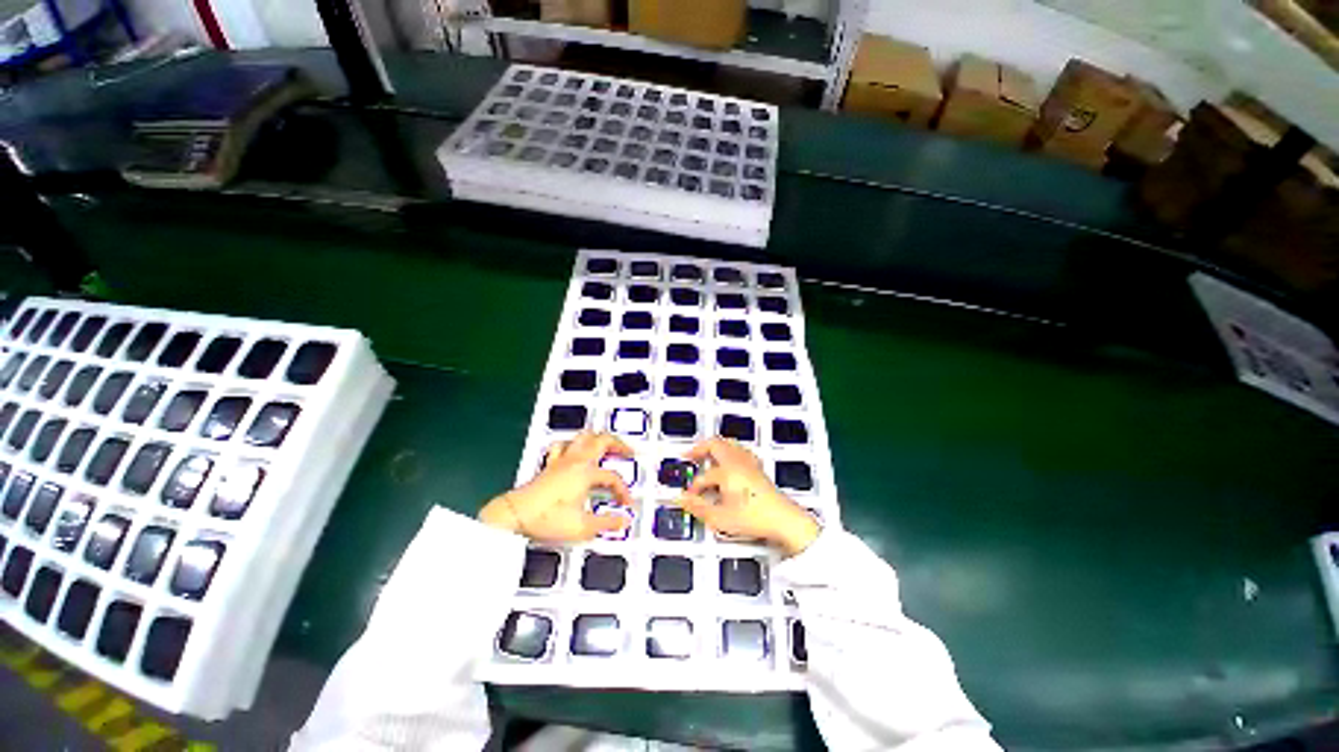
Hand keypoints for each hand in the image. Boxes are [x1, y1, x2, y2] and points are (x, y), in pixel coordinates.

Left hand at [479, 432, 633, 542]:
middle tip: (628, 452)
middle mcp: (576, 461)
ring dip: (598, 439)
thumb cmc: (547, 519)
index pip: (612, 477)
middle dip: (619, 444)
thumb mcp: (581, 526)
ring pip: (584, 436)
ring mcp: (562, 460)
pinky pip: (563, 445)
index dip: (623, 490)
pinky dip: (572, 444)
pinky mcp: (550, 464)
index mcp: (586, 473)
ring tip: (606, 446)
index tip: (626, 505)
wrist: (514, 515)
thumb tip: (623, 521)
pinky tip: (574, 451)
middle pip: (603, 440)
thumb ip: (606, 523)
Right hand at [674, 438, 819, 556]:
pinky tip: (730, 459)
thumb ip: (697, 508)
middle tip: (689, 455)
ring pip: (729, 444)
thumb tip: (681, 500)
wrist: (783, 520)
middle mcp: (737, 462)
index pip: (703, 476)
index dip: (693, 487)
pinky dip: (730, 450)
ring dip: (715, 446)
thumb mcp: (720, 518)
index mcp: (727, 471)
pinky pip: (741, 450)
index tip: (688, 496)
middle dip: (700, 448)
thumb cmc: (754, 518)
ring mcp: (750, 463)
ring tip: (707, 453)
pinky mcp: (758, 468)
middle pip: (716, 444)